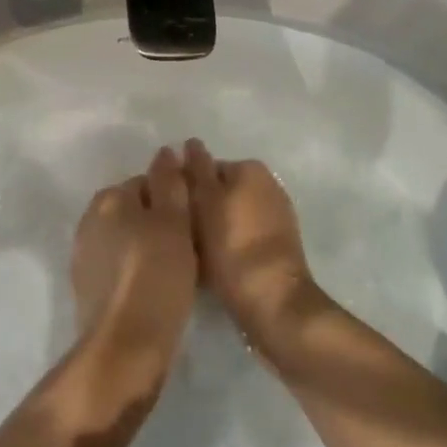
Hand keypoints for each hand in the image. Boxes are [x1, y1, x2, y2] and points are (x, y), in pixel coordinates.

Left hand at [68, 147, 198, 401]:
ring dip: (149, 248)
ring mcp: (84, 255)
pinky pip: (119, 267)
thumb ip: (170, 183)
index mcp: (108, 198)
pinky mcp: (87, 288)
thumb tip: (166, 151)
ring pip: (127, 239)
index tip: (195, 223)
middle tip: (190, 248)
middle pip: (135, 211)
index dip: (175, 200)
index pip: (148, 183)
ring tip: (178, 271)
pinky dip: (137, 271)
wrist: (125, 345)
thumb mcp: (174, 222)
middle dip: (160, 223)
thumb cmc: (157, 275)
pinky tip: (156, 290)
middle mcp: (89, 220)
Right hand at [183, 139, 327, 352]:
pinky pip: (242, 237)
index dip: (182, 187)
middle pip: (218, 192)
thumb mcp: (204, 201)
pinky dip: (227, 246)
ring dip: (210, 229)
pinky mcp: (277, 248)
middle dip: (198, 208)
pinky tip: (212, 266)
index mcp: (250, 169)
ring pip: (228, 216)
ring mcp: (276, 217)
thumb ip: (195, 169)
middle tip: (176, 233)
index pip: (204, 167)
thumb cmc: (231, 246)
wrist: (273, 303)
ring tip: (189, 252)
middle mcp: (268, 186)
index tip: (169, 211)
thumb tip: (188, 144)